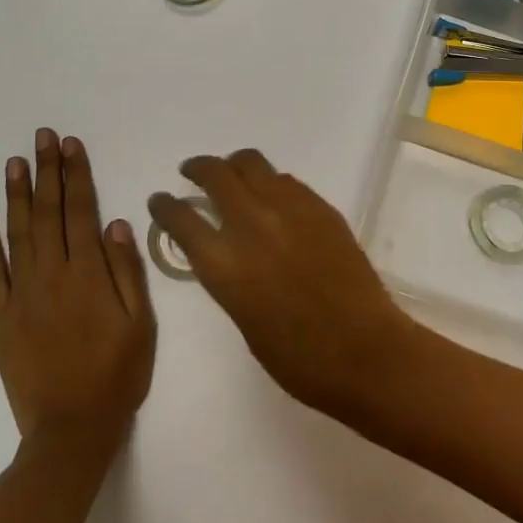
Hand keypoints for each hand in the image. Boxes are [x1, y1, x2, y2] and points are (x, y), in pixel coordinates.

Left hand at [0, 130, 155, 448]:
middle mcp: (52, 276)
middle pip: (48, 214)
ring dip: (17, 195)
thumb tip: (116, 223)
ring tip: (15, 162)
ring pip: (17, 234)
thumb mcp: (141, 322)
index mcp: (89, 275)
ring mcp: (21, 295)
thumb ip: (127, 270)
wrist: (72, 428)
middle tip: (42, 137)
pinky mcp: (0, 317)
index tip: (71, 145)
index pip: (81, 212)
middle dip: (47, 172)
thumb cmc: (118, 373)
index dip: (76, 176)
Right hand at [148, 150, 417, 413]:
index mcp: (225, 264)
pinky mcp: (321, 207)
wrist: (363, 350)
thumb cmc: (297, 357)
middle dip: (198, 169)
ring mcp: (291, 210)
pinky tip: (272, 197)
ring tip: (232, 176)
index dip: (164, 206)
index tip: (160, 200)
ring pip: (253, 165)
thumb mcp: (242, 318)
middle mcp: (253, 225)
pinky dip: (270, 183)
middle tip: (192, 172)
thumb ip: (227, 275)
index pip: (181, 219)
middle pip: (216, 175)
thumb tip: (224, 248)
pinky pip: (287, 181)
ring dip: (234, 167)